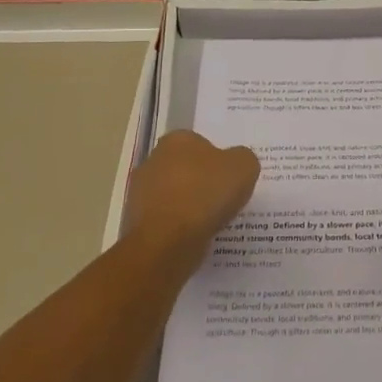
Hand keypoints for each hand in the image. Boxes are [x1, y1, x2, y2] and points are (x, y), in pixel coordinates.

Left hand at [126, 131, 259, 263]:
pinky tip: (195, 236)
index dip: (218, 160)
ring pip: (174, 195)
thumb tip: (236, 163)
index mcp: (177, 140)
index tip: (230, 178)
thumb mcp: (244, 167)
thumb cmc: (206, 194)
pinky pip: (167, 220)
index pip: (201, 143)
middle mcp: (153, 160)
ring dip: (189, 206)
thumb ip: (243, 158)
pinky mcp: (136, 222)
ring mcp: (140, 192)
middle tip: (224, 199)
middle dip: (201, 182)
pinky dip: (179, 227)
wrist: (168, 242)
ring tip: (212, 222)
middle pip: (185, 168)